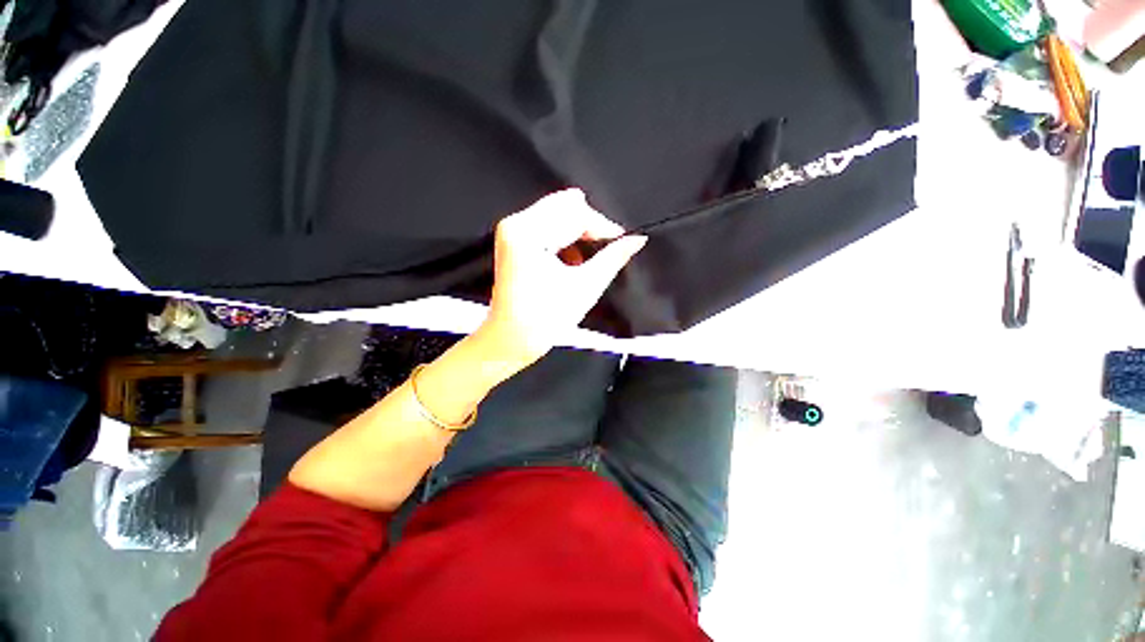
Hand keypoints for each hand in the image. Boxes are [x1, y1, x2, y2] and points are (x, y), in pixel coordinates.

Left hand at [477, 189, 646, 366]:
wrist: (511, 339)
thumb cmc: (546, 319)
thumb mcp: (585, 286)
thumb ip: (613, 258)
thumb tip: (638, 239)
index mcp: (529, 233)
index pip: (575, 213)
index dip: (602, 225)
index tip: (622, 239)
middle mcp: (516, 223)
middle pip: (563, 207)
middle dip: (589, 225)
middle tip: (608, 245)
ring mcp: (511, 230)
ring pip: (555, 214)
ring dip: (577, 231)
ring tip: (587, 258)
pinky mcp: (512, 240)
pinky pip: (545, 225)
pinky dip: (563, 237)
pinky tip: (571, 258)